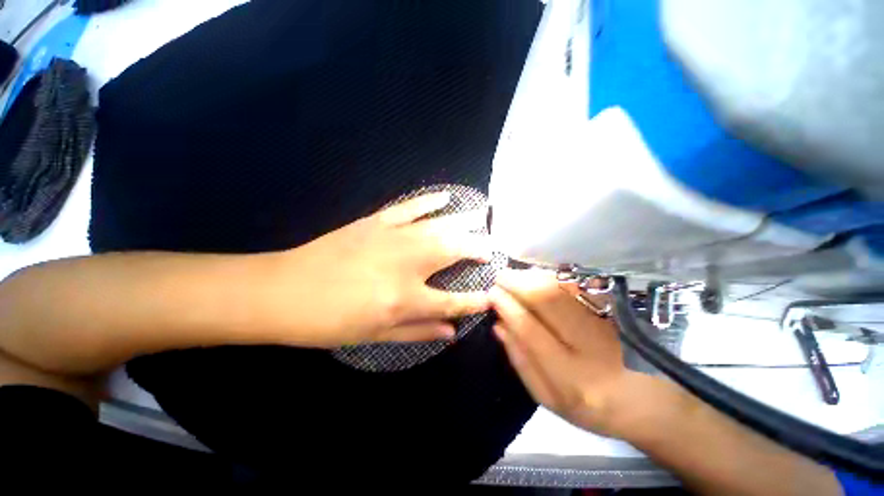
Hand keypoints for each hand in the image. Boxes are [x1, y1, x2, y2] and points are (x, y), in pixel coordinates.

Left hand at [261, 191, 492, 346]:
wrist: (284, 291)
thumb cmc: (329, 321)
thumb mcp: (374, 337)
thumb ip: (418, 332)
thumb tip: (452, 332)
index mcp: (404, 298)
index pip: (453, 301)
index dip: (475, 301)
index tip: (492, 296)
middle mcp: (406, 264)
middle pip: (453, 251)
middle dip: (477, 249)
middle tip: (493, 247)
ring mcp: (392, 238)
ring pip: (438, 226)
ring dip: (463, 221)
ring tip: (482, 217)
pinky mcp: (376, 222)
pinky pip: (410, 207)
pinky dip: (429, 201)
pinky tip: (446, 197)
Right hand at [490, 269, 647, 436]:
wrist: (639, 401)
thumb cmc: (585, 405)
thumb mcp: (545, 396)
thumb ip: (519, 359)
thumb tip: (498, 324)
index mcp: (570, 379)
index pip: (530, 329)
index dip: (507, 306)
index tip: (492, 292)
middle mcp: (591, 349)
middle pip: (549, 300)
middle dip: (518, 283)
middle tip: (501, 277)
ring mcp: (607, 325)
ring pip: (564, 288)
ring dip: (534, 276)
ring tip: (516, 276)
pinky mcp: (614, 311)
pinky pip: (579, 284)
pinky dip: (554, 276)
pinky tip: (539, 276)